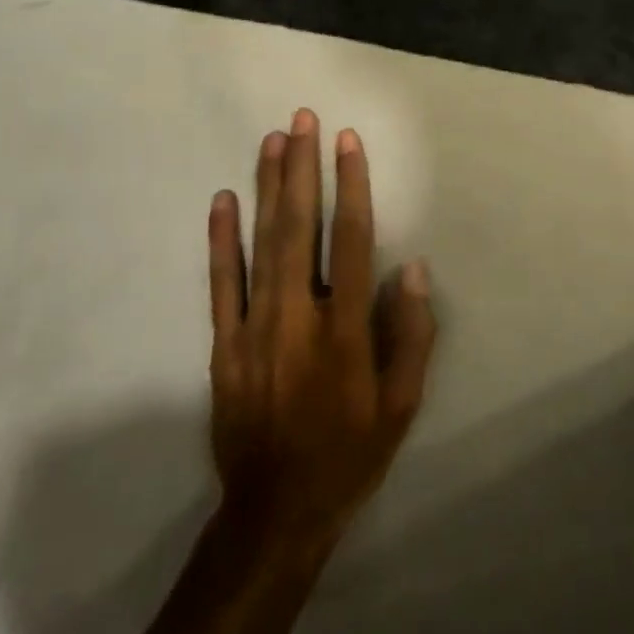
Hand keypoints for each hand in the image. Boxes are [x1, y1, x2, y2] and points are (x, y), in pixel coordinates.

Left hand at [207, 111, 436, 559]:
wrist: (274, 514)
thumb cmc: (349, 454)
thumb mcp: (401, 406)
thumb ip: (411, 335)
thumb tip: (412, 269)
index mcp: (345, 330)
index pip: (352, 240)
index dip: (352, 186)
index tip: (348, 142)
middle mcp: (298, 317)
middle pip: (300, 227)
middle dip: (303, 168)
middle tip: (303, 120)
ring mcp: (254, 328)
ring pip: (261, 243)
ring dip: (268, 187)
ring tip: (273, 140)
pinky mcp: (223, 346)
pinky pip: (221, 284)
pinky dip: (221, 240)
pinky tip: (223, 200)